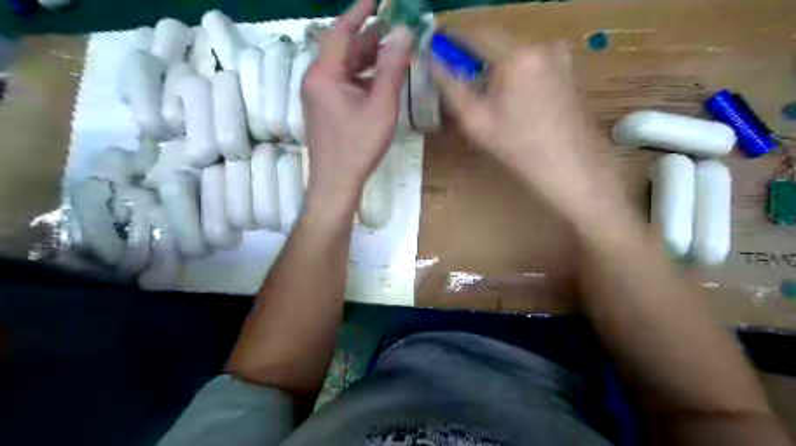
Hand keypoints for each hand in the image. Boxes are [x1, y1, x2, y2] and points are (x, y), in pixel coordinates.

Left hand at [297, 1, 409, 206]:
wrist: (336, 182)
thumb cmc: (359, 145)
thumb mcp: (381, 105)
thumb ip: (391, 68)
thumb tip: (403, 32)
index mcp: (324, 74)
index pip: (340, 31)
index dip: (360, 11)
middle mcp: (316, 79)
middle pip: (343, 49)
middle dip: (369, 37)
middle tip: (395, 27)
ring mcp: (319, 95)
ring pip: (344, 67)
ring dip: (368, 58)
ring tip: (393, 51)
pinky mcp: (325, 109)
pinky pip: (344, 83)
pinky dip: (362, 77)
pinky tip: (380, 79)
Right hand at [432, 38, 617, 223]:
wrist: (570, 167)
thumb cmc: (518, 148)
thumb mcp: (475, 121)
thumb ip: (450, 86)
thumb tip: (432, 62)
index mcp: (516, 56)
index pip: (475, 32)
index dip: (453, 39)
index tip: (439, 50)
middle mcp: (541, 45)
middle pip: (496, 40)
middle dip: (475, 55)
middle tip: (462, 80)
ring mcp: (559, 55)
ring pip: (514, 51)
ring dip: (496, 65)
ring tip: (490, 96)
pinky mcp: (569, 67)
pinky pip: (532, 61)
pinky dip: (516, 71)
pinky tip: (515, 100)